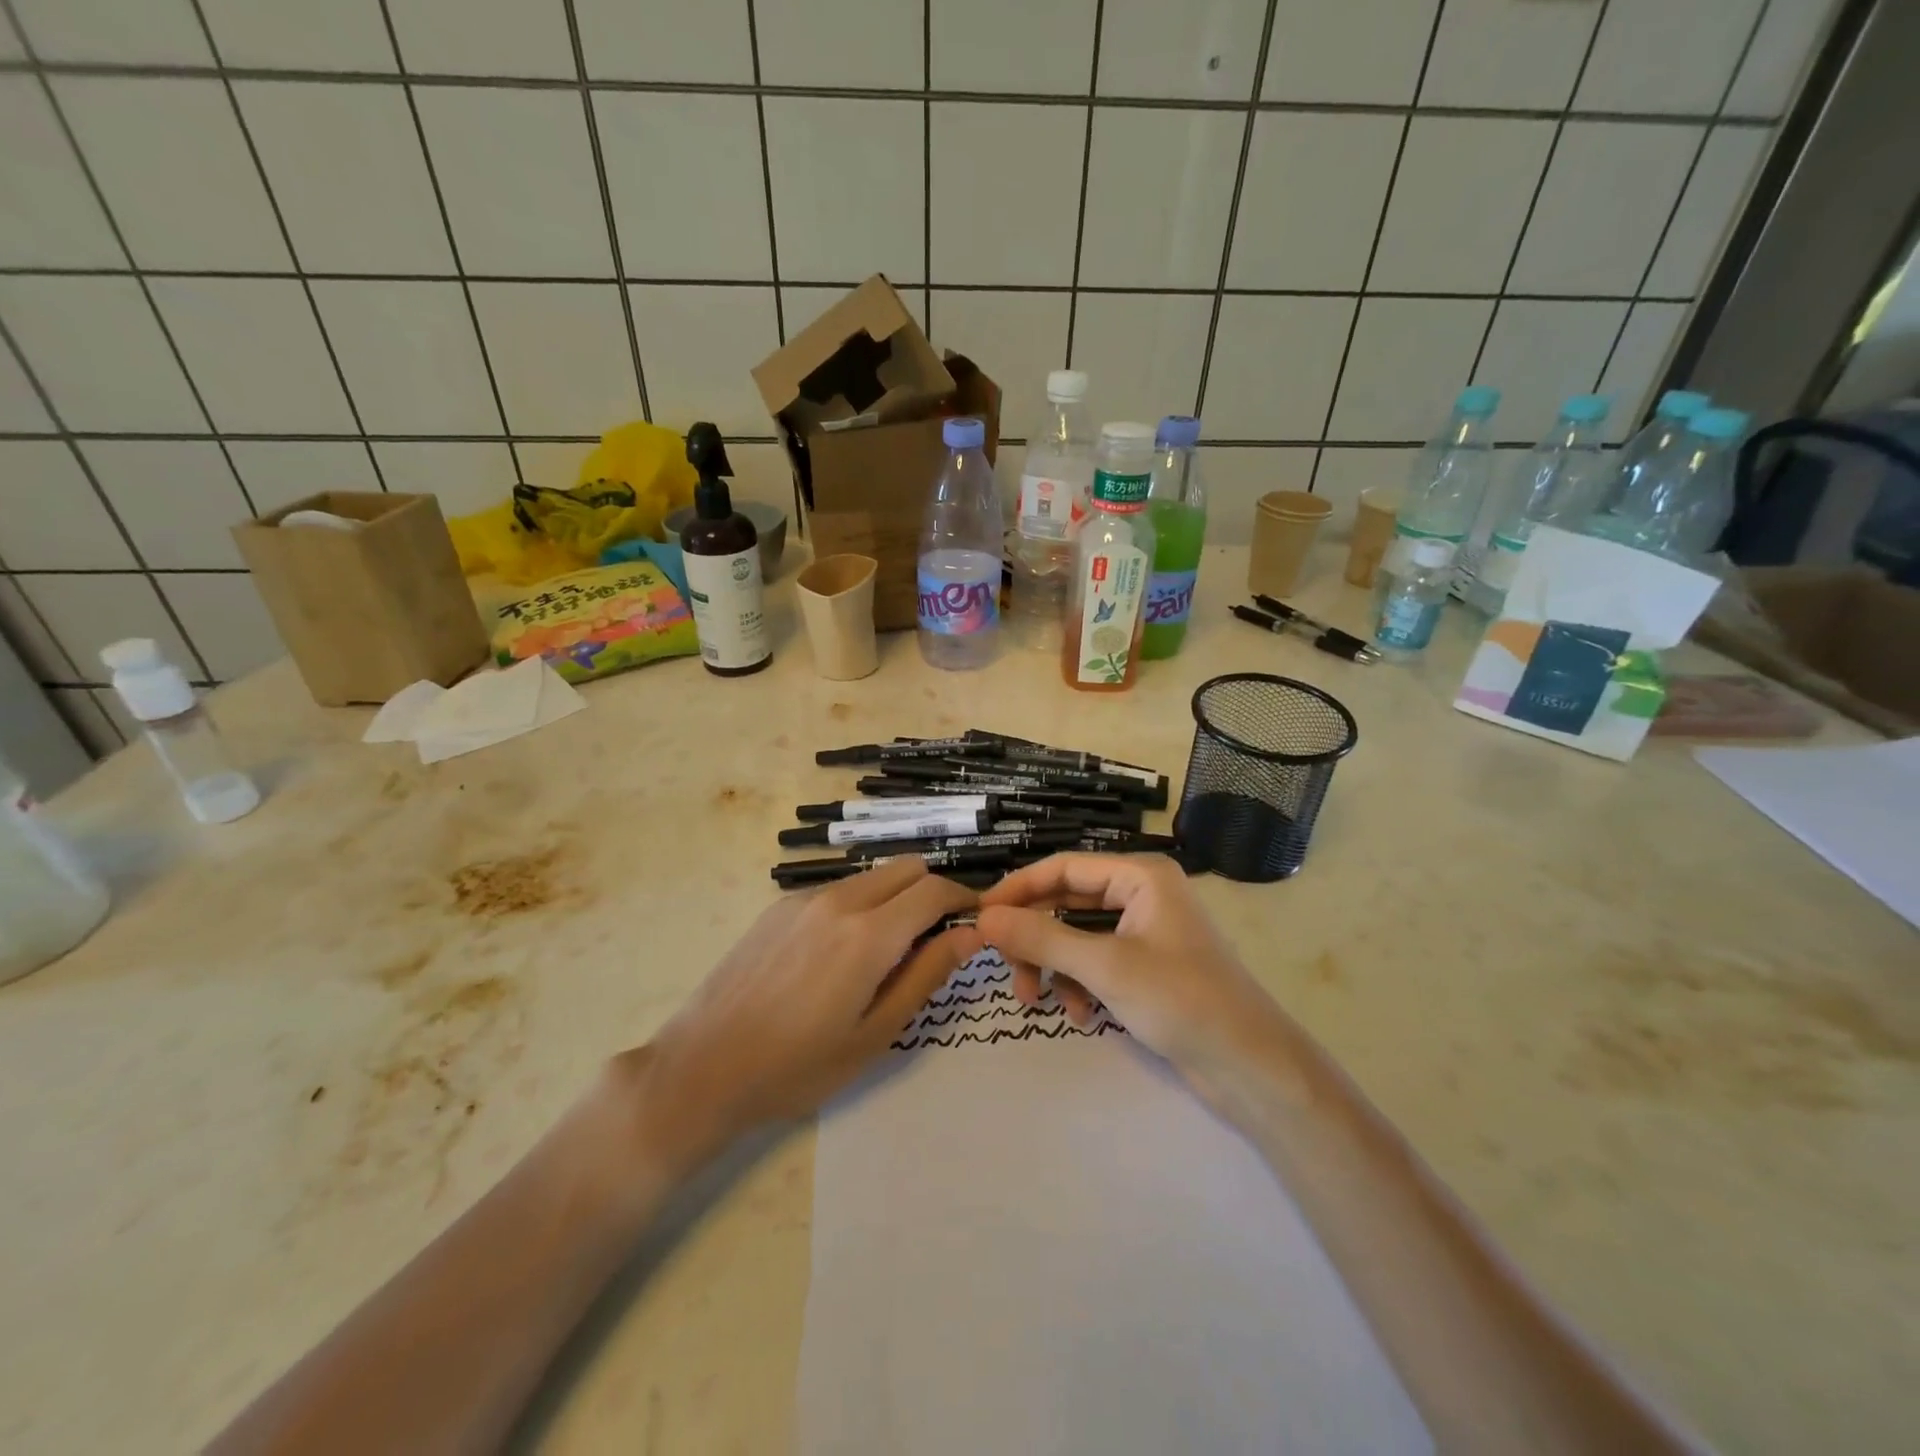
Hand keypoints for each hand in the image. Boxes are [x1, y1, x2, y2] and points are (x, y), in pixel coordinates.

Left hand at [639, 858, 981, 1161]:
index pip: (935, 890)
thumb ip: (926, 975)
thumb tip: (969, 934)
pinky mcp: (779, 906)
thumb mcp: (875, 1034)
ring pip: (872, 876)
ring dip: (894, 899)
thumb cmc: (797, 1066)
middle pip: (907, 868)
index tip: (974, 923)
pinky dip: (858, 906)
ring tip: (882, 955)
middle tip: (930, 941)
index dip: (964, 901)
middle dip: (931, 893)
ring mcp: (804, 899)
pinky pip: (837, 890)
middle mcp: (839, 900)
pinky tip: (836, 956)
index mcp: (868, 934)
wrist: (702, 1067)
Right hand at [976, 854, 1288, 1100]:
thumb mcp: (1104, 967)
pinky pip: (1095, 963)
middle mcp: (1140, 895)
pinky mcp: (1145, 967)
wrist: (1251, 1067)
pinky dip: (1079, 986)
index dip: (1018, 890)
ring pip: (1076, 937)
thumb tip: (983, 918)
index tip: (979, 918)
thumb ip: (1042, 938)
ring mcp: (1144, 932)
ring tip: (1036, 1002)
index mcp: (1139, 876)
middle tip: (1007, 970)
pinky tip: (1081, 1017)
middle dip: (1035, 939)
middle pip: (1065, 904)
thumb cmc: (1181, 1001)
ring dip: (1053, 967)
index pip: (1062, 868)